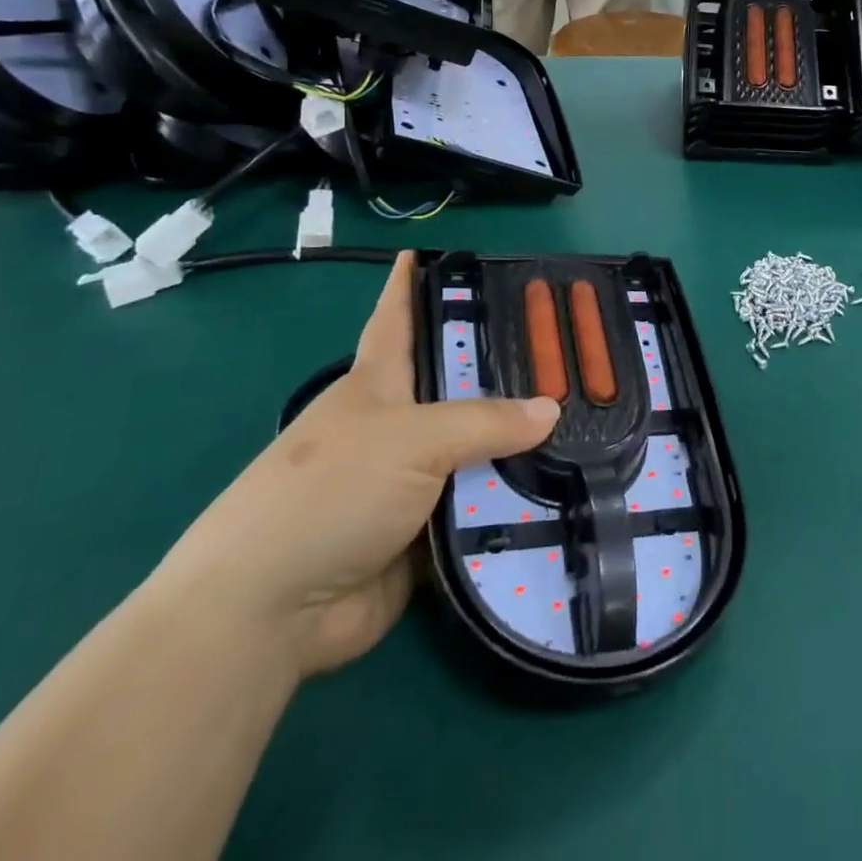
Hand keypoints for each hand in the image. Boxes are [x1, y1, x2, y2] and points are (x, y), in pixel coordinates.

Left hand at [152, 251, 558, 677]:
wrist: (272, 611)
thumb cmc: (330, 491)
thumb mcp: (411, 439)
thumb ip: (485, 422)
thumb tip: (552, 409)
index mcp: (379, 383)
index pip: (399, 315)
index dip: (414, 281)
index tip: (442, 250)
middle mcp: (397, 425)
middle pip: (459, 384)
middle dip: (507, 367)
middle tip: (568, 348)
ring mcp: (411, 480)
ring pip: (477, 448)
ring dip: (520, 444)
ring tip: (589, 418)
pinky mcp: (425, 532)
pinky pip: (481, 507)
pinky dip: (513, 502)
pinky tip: (566, 487)